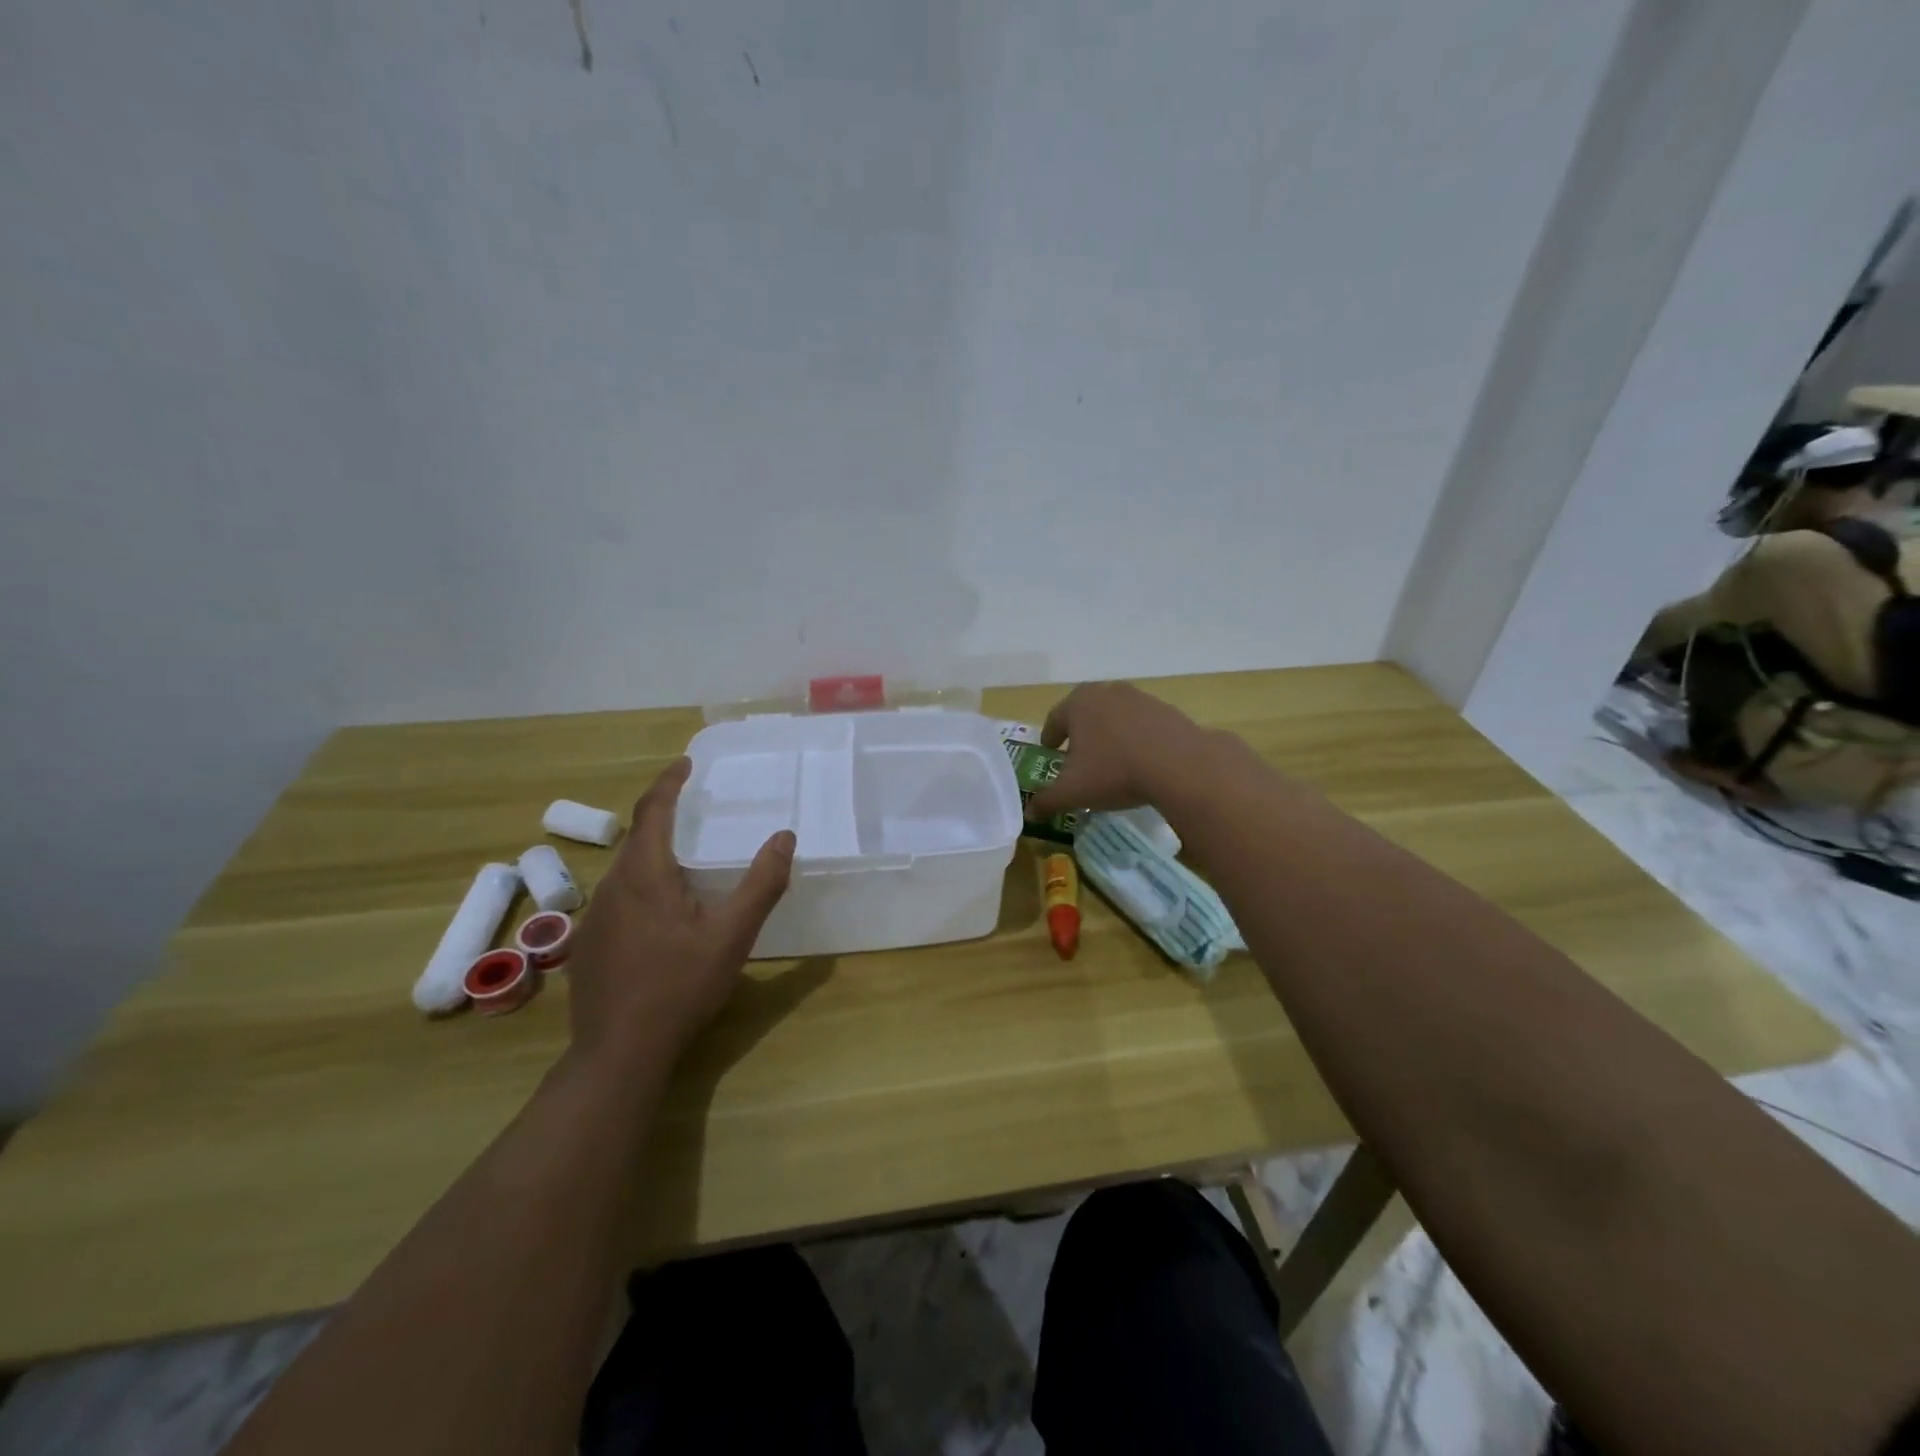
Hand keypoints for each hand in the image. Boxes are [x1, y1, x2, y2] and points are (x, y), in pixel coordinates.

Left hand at [564, 758, 793, 1069]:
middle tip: (694, 808)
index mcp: (644, 874)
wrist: (618, 1052)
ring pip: (626, 870)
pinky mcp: (589, 945)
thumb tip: (785, 836)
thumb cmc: (679, 986)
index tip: (686, 763)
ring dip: (654, 853)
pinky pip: (618, 898)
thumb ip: (761, 883)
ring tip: (686, 859)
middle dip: (664, 815)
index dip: (669, 782)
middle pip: (637, 837)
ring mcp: (595, 918)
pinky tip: (663, 915)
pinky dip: (643, 885)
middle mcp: (612, 887)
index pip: (652, 810)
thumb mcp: (732, 935)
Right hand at [1026, 682, 1212, 817]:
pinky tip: (1140, 760)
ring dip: (1110, 733)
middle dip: (1080, 732)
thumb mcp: (1073, 792)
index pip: (1055, 718)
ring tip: (1110, 759)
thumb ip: (1047, 801)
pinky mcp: (1167, 710)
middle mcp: (1107, 692)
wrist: (1179, 765)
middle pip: (1086, 712)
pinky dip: (1136, 738)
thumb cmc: (1113, 772)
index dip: (1049, 736)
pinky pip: (1142, 724)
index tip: (1049, 750)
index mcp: (1078, 703)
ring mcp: (1140, 698)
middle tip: (1077, 754)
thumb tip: (1029, 812)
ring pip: (1115, 716)